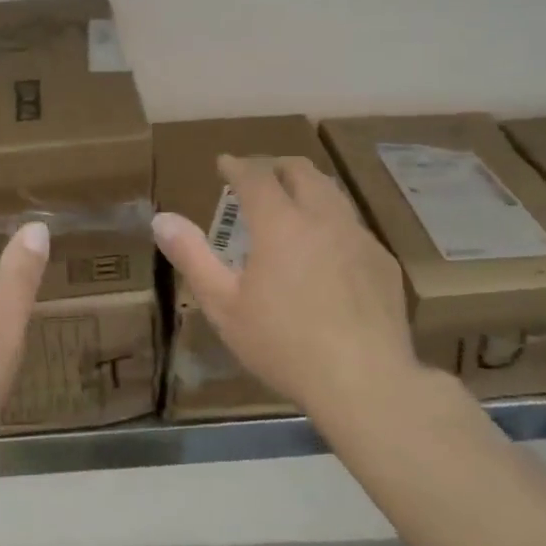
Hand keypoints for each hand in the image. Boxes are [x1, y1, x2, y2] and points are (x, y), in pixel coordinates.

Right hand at [153, 155, 430, 425]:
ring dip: (308, 188)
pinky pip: (354, 227)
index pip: (256, 176)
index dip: (237, 165)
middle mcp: (324, 218)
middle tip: (258, 177)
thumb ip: (193, 257)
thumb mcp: (224, 305)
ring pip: (333, 194)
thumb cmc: (283, 344)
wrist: (364, 383)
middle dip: (276, 166)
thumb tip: (162, 219)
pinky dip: (332, 223)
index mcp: (281, 224)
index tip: (224, 163)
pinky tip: (326, 253)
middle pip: (302, 172)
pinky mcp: (383, 262)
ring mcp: (360, 238)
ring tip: (292, 205)